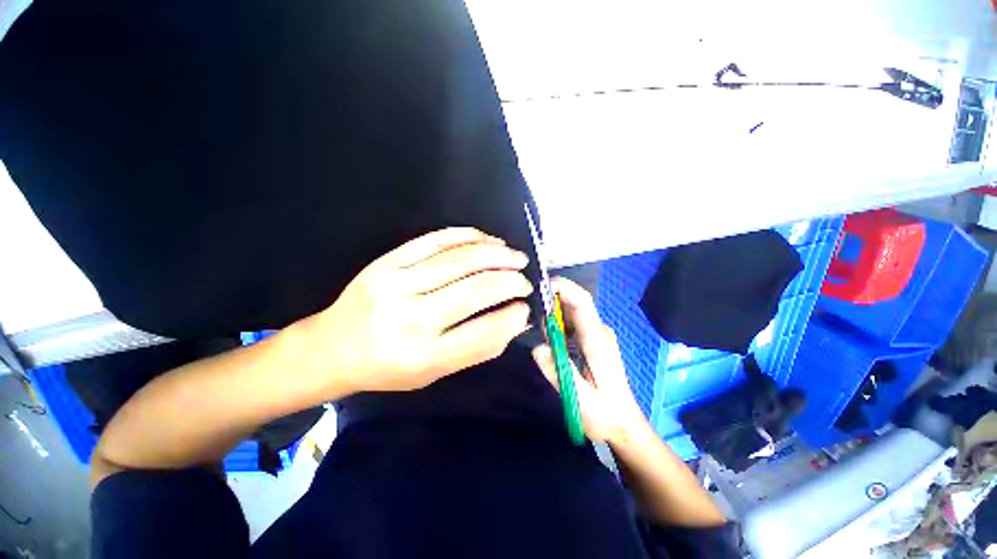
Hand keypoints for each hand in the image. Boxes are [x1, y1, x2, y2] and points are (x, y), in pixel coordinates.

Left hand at [300, 227, 532, 392]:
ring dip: (497, 254)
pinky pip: (435, 240)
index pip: (484, 332)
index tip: (526, 307)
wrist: (334, 347)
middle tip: (525, 280)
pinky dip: (467, 236)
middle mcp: (412, 319)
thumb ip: (477, 348)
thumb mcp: (435, 372)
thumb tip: (516, 320)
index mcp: (424, 356)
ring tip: (515, 256)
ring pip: (460, 260)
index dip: (513, 317)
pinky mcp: (387, 262)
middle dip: (511, 280)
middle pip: (476, 290)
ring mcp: (397, 284)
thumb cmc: (389, 366)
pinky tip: (487, 239)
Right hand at [532, 277, 645, 443]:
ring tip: (539, 331)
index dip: (564, 288)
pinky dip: (558, 324)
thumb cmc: (603, 415)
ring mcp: (597, 335)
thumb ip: (558, 372)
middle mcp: (599, 332)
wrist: (624, 424)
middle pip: (576, 303)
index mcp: (597, 342)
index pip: (582, 303)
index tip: (541, 286)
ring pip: (572, 312)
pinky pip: (573, 323)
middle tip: (532, 315)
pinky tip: (550, 339)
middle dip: (552, 301)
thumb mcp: (579, 399)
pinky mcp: (593, 340)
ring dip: (553, 314)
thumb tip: (537, 348)